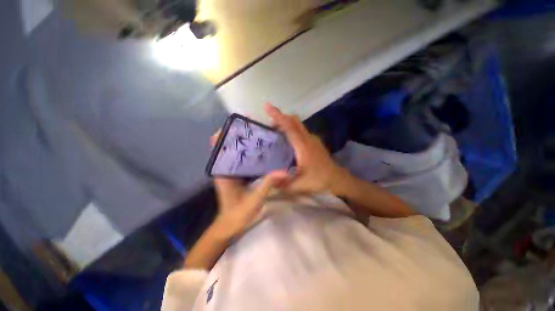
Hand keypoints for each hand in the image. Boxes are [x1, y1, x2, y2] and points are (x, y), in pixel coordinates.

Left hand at [210, 132, 288, 239]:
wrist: (231, 225)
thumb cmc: (238, 213)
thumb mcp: (255, 199)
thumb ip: (268, 184)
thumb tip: (283, 171)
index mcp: (223, 171)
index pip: (218, 147)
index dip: (224, 134)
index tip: (237, 125)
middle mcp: (224, 168)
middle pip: (228, 146)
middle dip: (238, 136)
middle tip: (253, 129)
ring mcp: (231, 171)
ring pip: (235, 152)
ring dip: (244, 143)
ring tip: (258, 135)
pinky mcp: (237, 175)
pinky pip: (241, 160)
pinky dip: (248, 153)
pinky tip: (260, 151)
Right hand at [263, 103, 348, 194]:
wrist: (337, 179)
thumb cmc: (318, 181)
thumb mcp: (298, 186)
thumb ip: (282, 183)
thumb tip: (266, 178)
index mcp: (303, 146)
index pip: (289, 126)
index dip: (277, 116)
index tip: (267, 106)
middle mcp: (308, 139)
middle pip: (294, 120)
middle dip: (280, 117)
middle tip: (268, 122)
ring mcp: (312, 139)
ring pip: (298, 124)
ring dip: (286, 123)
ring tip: (275, 131)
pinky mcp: (314, 142)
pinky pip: (301, 130)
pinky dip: (292, 129)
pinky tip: (287, 140)